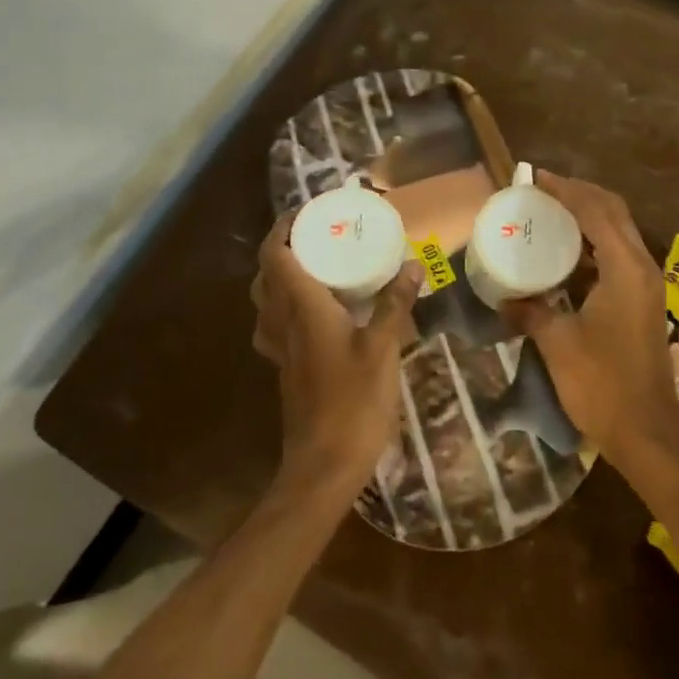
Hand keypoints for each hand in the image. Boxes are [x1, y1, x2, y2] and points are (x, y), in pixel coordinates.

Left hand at [253, 211, 422, 493]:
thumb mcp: (383, 348)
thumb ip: (394, 303)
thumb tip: (412, 264)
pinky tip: (323, 312)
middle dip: (283, 248)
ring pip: (267, 301)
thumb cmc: (353, 401)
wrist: (323, 466)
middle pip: (266, 275)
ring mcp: (280, 349)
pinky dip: (290, 304)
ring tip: (319, 267)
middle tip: (317, 236)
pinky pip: (278, 323)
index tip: (306, 212)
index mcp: (300, 308)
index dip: (282, 229)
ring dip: (282, 276)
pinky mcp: (286, 368)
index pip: (274, 256)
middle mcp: (281, 322)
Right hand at [501, 172, 678, 465]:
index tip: (535, 178)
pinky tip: (567, 253)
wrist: (648, 433)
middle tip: (543, 189)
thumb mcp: (559, 344)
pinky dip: (594, 242)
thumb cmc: (603, 385)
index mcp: (626, 268)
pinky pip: (619, 254)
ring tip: (551, 212)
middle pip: (614, 212)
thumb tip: (504, 299)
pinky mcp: (642, 301)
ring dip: (589, 216)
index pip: (596, 211)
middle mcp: (642, 267)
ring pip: (619, 232)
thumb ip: (532, 311)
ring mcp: (646, 284)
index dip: (566, 190)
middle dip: (580, 194)